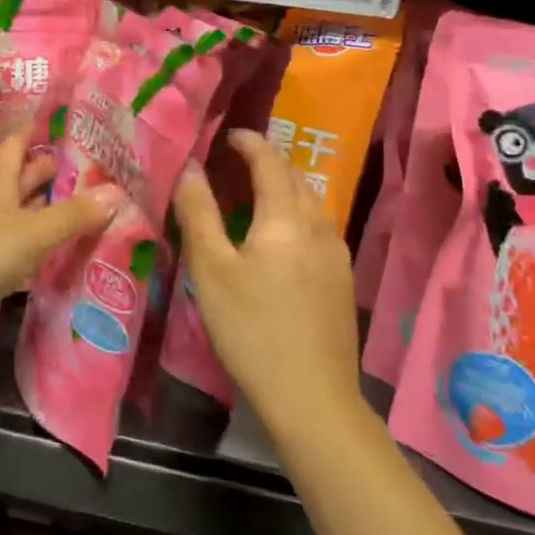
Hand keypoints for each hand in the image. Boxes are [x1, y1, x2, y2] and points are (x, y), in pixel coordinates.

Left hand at [0, 133, 121, 377]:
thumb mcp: (31, 231)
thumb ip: (73, 214)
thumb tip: (117, 191)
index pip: (15, 147)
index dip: (35, 132)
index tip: (67, 121)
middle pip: (24, 182)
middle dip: (53, 172)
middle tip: (96, 166)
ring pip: (29, 218)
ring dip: (55, 212)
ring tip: (97, 205)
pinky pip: (29, 254)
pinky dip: (50, 249)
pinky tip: (76, 250)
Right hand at [172, 129, 363, 431]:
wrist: (314, 398)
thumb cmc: (252, 330)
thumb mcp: (212, 270)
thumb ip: (199, 213)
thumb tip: (191, 167)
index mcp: (286, 217)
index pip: (269, 161)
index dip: (249, 142)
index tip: (228, 136)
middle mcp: (318, 225)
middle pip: (295, 177)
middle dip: (267, 161)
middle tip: (235, 162)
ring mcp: (337, 253)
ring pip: (310, 202)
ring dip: (283, 187)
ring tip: (254, 195)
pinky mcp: (343, 279)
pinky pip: (318, 227)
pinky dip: (295, 214)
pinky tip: (280, 238)